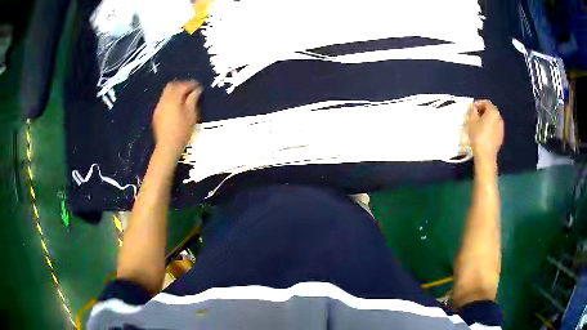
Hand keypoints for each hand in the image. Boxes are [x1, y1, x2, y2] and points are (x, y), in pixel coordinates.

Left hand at [153, 80, 201, 157]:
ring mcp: (158, 107)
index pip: (182, 85)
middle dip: (181, 85)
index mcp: (173, 99)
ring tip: (184, 98)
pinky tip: (176, 107)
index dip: (191, 84)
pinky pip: (163, 101)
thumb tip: (197, 90)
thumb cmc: (182, 131)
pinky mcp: (156, 115)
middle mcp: (164, 100)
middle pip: (171, 86)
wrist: (167, 146)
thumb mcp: (191, 115)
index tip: (199, 87)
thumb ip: (193, 100)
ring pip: (166, 93)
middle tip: (190, 89)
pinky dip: (170, 100)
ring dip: (175, 92)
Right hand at [468, 100, 503, 163]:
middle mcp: (499, 118)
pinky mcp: (500, 137)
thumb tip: (474, 109)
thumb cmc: (478, 136)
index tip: (472, 108)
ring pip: (493, 120)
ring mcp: (501, 128)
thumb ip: (473, 112)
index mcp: (493, 111)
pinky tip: (483, 133)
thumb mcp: (471, 121)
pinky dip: (489, 127)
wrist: (486, 155)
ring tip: (478, 125)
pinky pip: (494, 128)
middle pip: (491, 110)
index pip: (486, 102)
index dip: (478, 103)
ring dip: (486, 120)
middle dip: (483, 111)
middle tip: (475, 115)